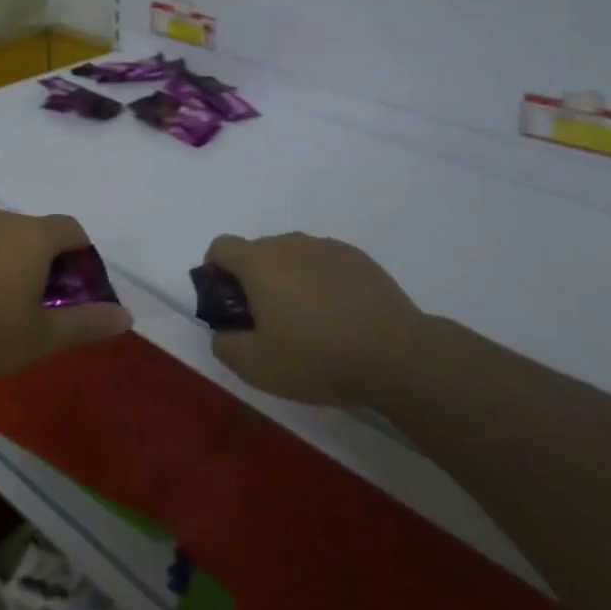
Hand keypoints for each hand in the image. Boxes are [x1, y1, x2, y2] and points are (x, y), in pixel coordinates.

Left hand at [0, 210, 133, 385]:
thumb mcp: (40, 338)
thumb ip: (87, 324)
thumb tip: (127, 316)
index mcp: (33, 237)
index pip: (72, 229)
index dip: (82, 256)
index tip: (76, 289)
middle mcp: (0, 219)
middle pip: (35, 231)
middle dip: (45, 261)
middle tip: (39, 303)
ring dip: (8, 261)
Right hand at [201, 232, 422, 406]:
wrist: (396, 355)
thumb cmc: (316, 357)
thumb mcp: (256, 366)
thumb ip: (225, 344)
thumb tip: (223, 331)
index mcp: (259, 262)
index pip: (221, 246)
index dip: (214, 271)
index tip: (227, 303)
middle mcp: (290, 243)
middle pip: (257, 252)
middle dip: (252, 280)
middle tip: (267, 322)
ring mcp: (327, 248)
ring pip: (292, 257)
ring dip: (287, 280)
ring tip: (306, 322)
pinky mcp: (358, 259)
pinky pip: (324, 264)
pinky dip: (320, 283)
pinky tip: (337, 317)